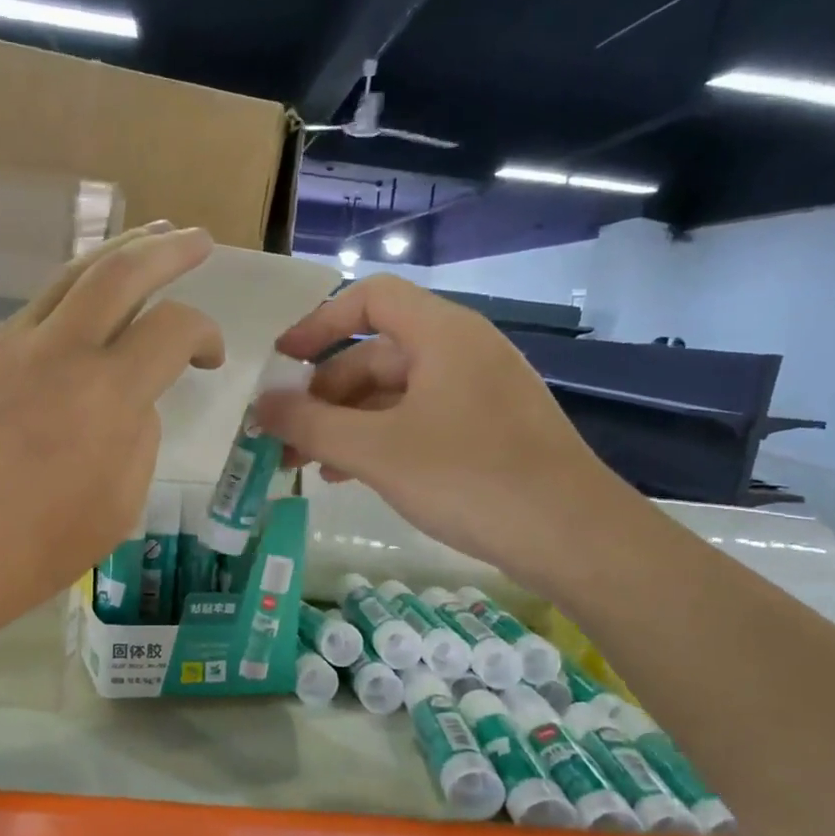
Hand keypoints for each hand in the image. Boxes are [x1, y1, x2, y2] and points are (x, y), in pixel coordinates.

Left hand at [0, 225, 222, 655]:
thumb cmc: (37, 548)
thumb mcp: (119, 505)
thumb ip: (137, 439)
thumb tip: (131, 402)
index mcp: (106, 395)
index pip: (172, 328)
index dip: (205, 333)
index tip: (211, 358)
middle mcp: (60, 351)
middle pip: (120, 270)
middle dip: (167, 249)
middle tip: (198, 239)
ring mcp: (12, 348)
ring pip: (71, 275)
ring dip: (117, 253)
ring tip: (148, 238)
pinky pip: (39, 307)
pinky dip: (76, 289)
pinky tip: (88, 302)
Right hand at [256, 275, 639, 590]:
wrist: (573, 536)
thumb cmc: (469, 478)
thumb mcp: (377, 451)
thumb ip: (311, 425)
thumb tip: (261, 407)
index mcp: (442, 334)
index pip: (371, 299)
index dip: (318, 323)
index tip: (281, 362)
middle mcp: (462, 352)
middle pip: (376, 354)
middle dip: (323, 394)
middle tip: (285, 436)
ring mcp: (478, 393)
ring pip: (394, 395)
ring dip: (346, 424)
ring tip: (307, 466)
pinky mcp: (487, 431)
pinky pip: (419, 421)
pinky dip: (379, 441)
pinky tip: (351, 476)